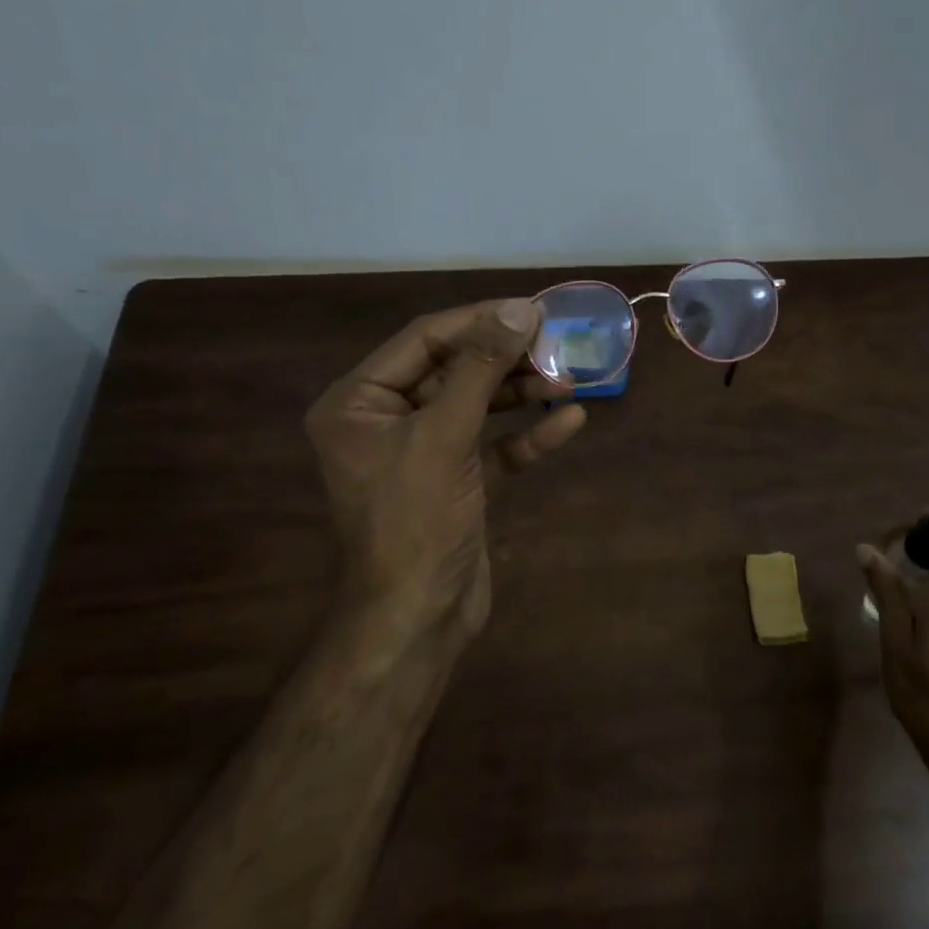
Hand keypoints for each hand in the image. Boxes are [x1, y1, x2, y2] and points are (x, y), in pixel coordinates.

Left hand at [304, 300, 585, 659]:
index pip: (424, 340)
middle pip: (453, 370)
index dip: (480, 321)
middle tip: (557, 345)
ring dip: (522, 394)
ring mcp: (422, 452)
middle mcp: (385, 419)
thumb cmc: (416, 521)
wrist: (418, 619)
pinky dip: (527, 435)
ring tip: (569, 380)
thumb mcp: (445, 436)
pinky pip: (492, 445)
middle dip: (506, 360)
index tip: (533, 310)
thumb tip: (519, 309)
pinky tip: (569, 422)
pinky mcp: (456, 480)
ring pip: (477, 406)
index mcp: (358, 401)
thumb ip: (481, 369)